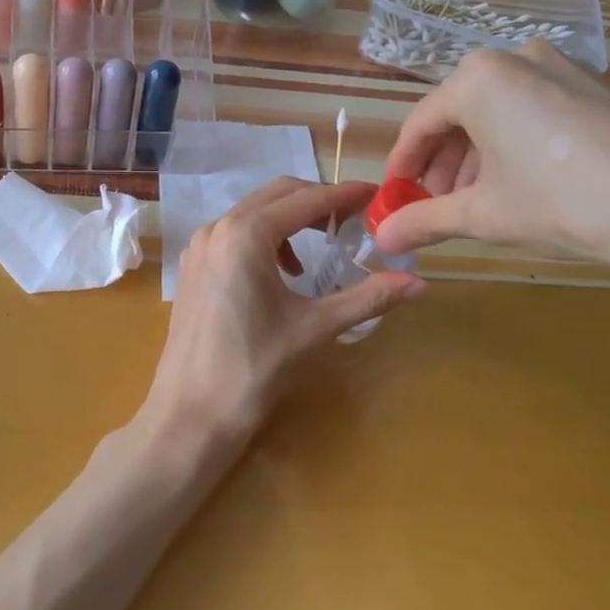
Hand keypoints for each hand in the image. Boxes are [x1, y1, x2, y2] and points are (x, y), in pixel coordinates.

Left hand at [145, 177, 424, 446]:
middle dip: (317, 201)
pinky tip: (281, 273)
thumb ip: (367, 298)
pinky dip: (263, 237)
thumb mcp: (315, 328)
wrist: (190, 414)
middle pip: (276, 195)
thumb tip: (419, 283)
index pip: (305, 199)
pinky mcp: (192, 267)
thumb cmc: (254, 368)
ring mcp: (199, 246)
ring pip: (252, 212)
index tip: (376, 195)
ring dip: (289, 219)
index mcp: (246, 233)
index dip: (344, 195)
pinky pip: (233, 234)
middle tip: (353, 218)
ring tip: (319, 247)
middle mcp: (217, 227)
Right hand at [374, 45, 609, 285]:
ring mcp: (563, 68)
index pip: (420, 123)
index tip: (395, 198)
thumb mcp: (484, 215)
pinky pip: (535, 111)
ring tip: (479, 204)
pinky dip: (516, 146)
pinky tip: (524, 186)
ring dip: (478, 158)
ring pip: (498, 113)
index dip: (402, 165)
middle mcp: (516, 59)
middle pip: (459, 115)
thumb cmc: (561, 202)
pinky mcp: (597, 87)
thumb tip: (381, 240)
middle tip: (436, 207)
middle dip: (442, 165)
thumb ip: (425, 222)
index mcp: (477, 78)